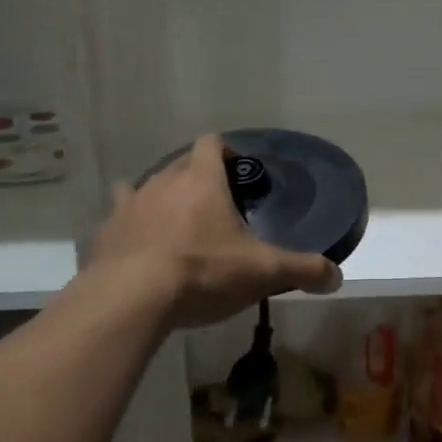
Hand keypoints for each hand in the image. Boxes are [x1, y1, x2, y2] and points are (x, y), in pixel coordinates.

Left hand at [91, 134, 341, 327]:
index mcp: (201, 180)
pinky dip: (132, 228)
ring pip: (145, 188)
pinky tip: (141, 251)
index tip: (239, 173)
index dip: (226, 152)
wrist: (130, 299)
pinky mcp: (105, 232)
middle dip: (197, 179)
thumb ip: (303, 270)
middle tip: (215, 209)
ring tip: (176, 228)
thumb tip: (336, 277)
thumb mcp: (262, 272)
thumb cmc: (202, 272)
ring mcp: (129, 205)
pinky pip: (119, 219)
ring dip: (161, 201)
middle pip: (180, 165)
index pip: (211, 143)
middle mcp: (162, 181)